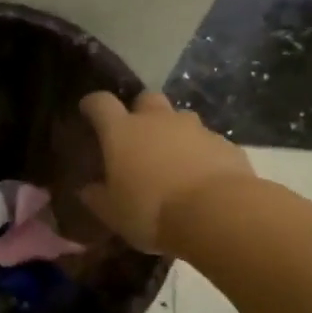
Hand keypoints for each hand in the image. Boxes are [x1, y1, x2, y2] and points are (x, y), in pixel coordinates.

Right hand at [78, 89, 254, 253]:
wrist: (217, 214)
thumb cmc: (151, 211)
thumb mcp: (113, 213)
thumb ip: (97, 197)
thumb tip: (87, 189)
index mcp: (122, 131)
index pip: (101, 103)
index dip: (93, 105)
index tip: (88, 111)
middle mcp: (157, 120)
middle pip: (146, 99)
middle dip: (140, 111)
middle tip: (138, 136)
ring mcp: (194, 128)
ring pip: (179, 119)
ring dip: (173, 132)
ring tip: (172, 159)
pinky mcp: (224, 144)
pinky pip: (207, 141)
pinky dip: (200, 152)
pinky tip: (201, 176)